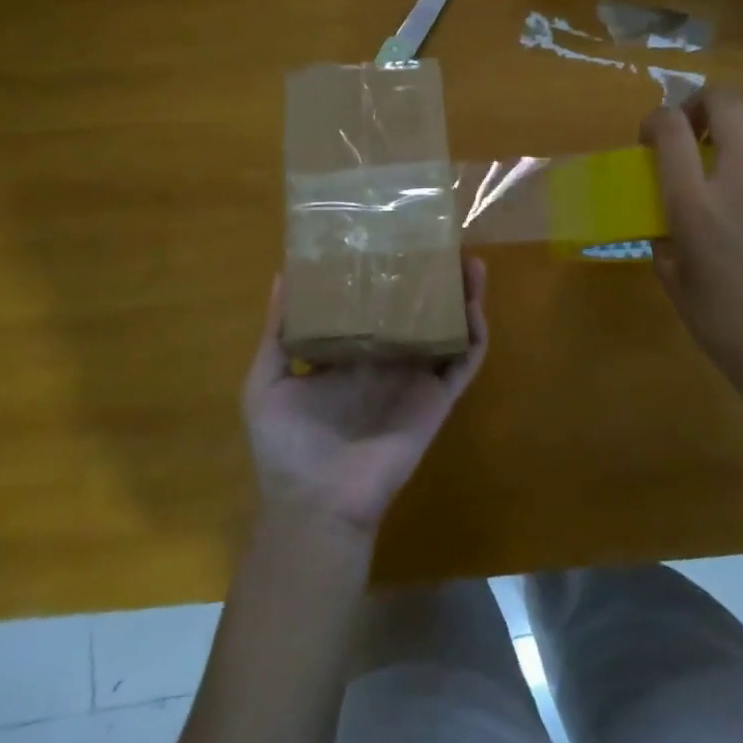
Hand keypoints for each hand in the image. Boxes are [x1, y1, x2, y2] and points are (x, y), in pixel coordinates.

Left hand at [242, 258, 488, 533]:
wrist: (316, 504)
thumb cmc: (287, 445)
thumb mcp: (268, 381)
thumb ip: (277, 331)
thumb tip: (283, 275)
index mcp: (351, 352)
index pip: (373, 304)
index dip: (384, 274)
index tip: (390, 238)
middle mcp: (387, 358)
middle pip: (416, 309)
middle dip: (430, 277)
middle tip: (440, 242)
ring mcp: (415, 377)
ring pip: (447, 328)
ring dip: (461, 297)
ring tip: (469, 262)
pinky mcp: (437, 398)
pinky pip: (463, 361)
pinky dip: (474, 334)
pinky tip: (474, 305)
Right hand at [642, 87, 742, 440]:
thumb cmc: (720, 318)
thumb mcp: (672, 274)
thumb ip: (664, 231)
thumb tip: (666, 208)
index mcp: (696, 204)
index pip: (671, 128)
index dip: (656, 120)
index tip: (653, 137)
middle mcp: (742, 180)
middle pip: (724, 101)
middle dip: (702, 104)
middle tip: (698, 127)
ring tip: (740, 140)